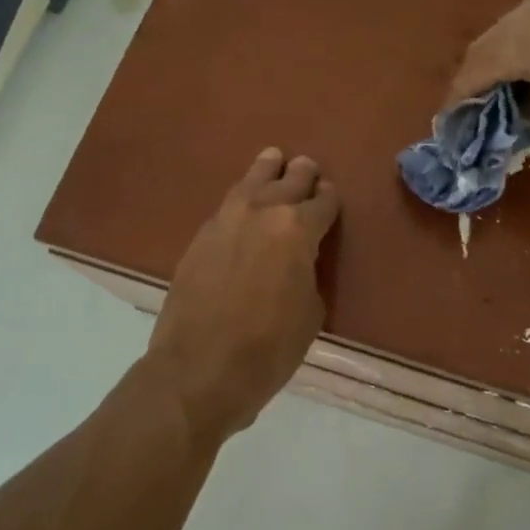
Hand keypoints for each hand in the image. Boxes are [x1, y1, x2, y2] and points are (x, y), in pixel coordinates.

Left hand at [148, 147, 340, 440]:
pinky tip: (244, 199)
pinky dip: (241, 197)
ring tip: (273, 159)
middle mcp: (262, 213)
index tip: (330, 196)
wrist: (199, 370)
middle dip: (302, 175)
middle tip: (307, 168)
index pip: (323, 203)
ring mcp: (225, 221)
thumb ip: (308, 273)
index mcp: (298, 229)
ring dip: (267, 170)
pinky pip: (227, 205)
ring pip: (251, 182)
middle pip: (288, 181)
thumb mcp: (310, 312)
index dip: (329, 199)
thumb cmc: (268, 348)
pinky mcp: (199, 237)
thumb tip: (298, 262)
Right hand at [447, 0, 529, 141]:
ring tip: (503, 95)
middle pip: (486, 48)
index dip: (458, 99)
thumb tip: (528, 112)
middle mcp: (524, 13)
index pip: (472, 72)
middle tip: (473, 111)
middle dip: (477, 80)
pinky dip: (525, 52)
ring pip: (510, 34)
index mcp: (515, 40)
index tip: (449, 122)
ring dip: (502, 64)